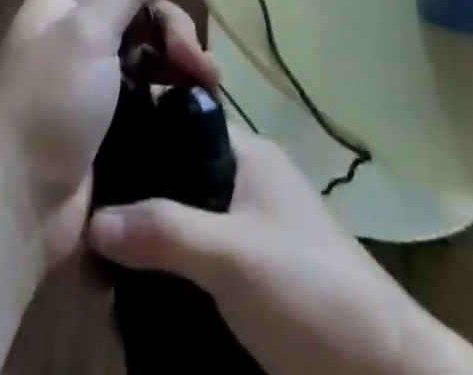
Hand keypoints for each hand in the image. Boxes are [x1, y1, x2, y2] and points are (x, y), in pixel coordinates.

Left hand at [0, 0, 214, 265]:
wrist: (17, 207)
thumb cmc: (49, 104)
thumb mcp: (87, 35)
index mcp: (61, 2)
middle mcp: (76, 33)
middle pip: (133, 5)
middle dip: (169, 20)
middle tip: (191, 53)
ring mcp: (92, 79)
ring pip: (145, 47)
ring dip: (179, 55)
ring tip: (207, 80)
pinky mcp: (108, 119)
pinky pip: (146, 87)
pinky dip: (171, 87)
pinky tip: (195, 99)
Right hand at [88, 127, 472, 374]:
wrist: (385, 368)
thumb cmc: (308, 291)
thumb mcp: (230, 258)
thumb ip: (164, 232)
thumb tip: (90, 218)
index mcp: (247, 153)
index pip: (180, 123)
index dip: (138, 136)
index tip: (89, 159)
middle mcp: (248, 179)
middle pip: (179, 175)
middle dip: (137, 199)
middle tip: (87, 223)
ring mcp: (254, 227)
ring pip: (187, 220)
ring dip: (152, 240)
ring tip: (100, 263)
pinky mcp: (257, 273)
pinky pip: (200, 257)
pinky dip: (172, 269)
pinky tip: (138, 291)